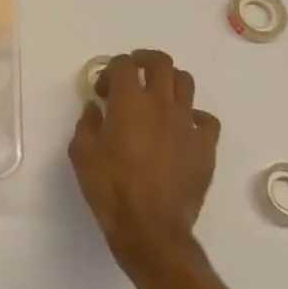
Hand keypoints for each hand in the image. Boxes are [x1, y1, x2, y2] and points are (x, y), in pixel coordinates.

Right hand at [69, 49, 219, 272]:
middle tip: (132, 75)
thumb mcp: (81, 153)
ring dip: (169, 83)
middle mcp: (161, 104)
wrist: (150, 228)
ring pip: (186, 83)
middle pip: (161, 63)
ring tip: (157, 98)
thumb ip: (87, 124)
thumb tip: (95, 109)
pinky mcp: (205, 147)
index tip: (103, 90)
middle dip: (144, 61)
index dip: (111, 70)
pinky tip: (181, 130)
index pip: (124, 65)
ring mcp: (187, 124)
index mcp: (129, 102)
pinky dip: (193, 117)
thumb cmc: (110, 188)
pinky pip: (205, 119)